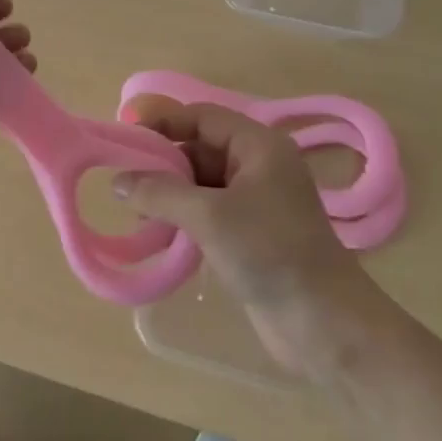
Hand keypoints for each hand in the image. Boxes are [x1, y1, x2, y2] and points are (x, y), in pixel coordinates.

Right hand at [117, 101, 376, 375]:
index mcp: (259, 146)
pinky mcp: (253, 233)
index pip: (203, 117)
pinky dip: (184, 217)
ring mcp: (257, 201)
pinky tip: (161, 234)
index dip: (164, 123)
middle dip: (164, 163)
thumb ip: (160, 192)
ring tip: (139, 214)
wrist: (323, 323)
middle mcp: (259, 165)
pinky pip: (210, 211)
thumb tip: (118, 180)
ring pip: (202, 182)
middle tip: (126, 184)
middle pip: (201, 148)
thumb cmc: (269, 252)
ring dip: (171, 194)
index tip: (126, 139)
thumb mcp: (209, 216)